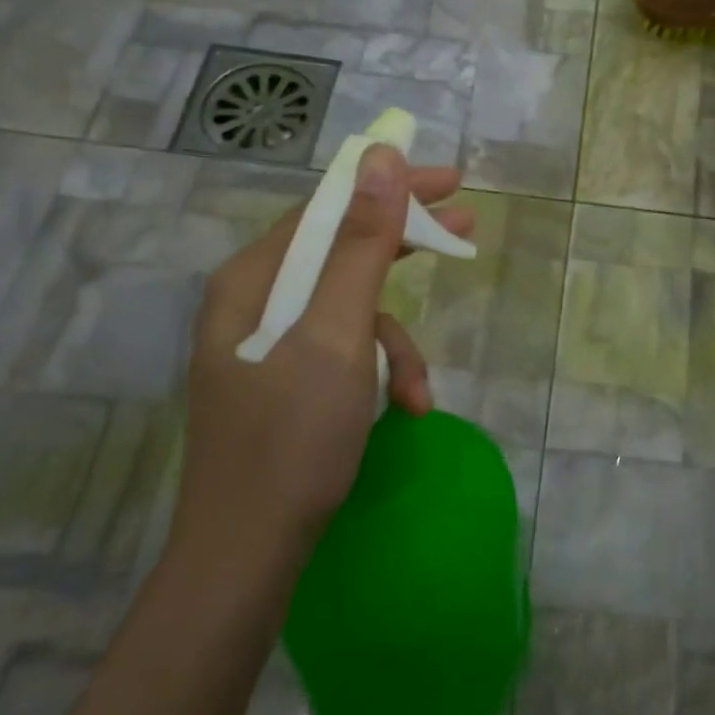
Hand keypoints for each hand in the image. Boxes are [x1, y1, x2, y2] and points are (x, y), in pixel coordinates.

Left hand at [173, 146, 472, 588]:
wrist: (249, 556)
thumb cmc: (292, 439)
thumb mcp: (337, 334)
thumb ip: (361, 244)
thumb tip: (381, 159)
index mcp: (252, 280)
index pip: (328, 208)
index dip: (390, 187)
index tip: (452, 181)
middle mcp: (253, 303)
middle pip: (340, 251)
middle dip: (405, 248)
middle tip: (466, 230)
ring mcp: (269, 346)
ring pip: (351, 312)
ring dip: (396, 345)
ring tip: (419, 391)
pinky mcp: (286, 383)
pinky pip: (344, 354)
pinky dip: (379, 375)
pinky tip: (403, 411)